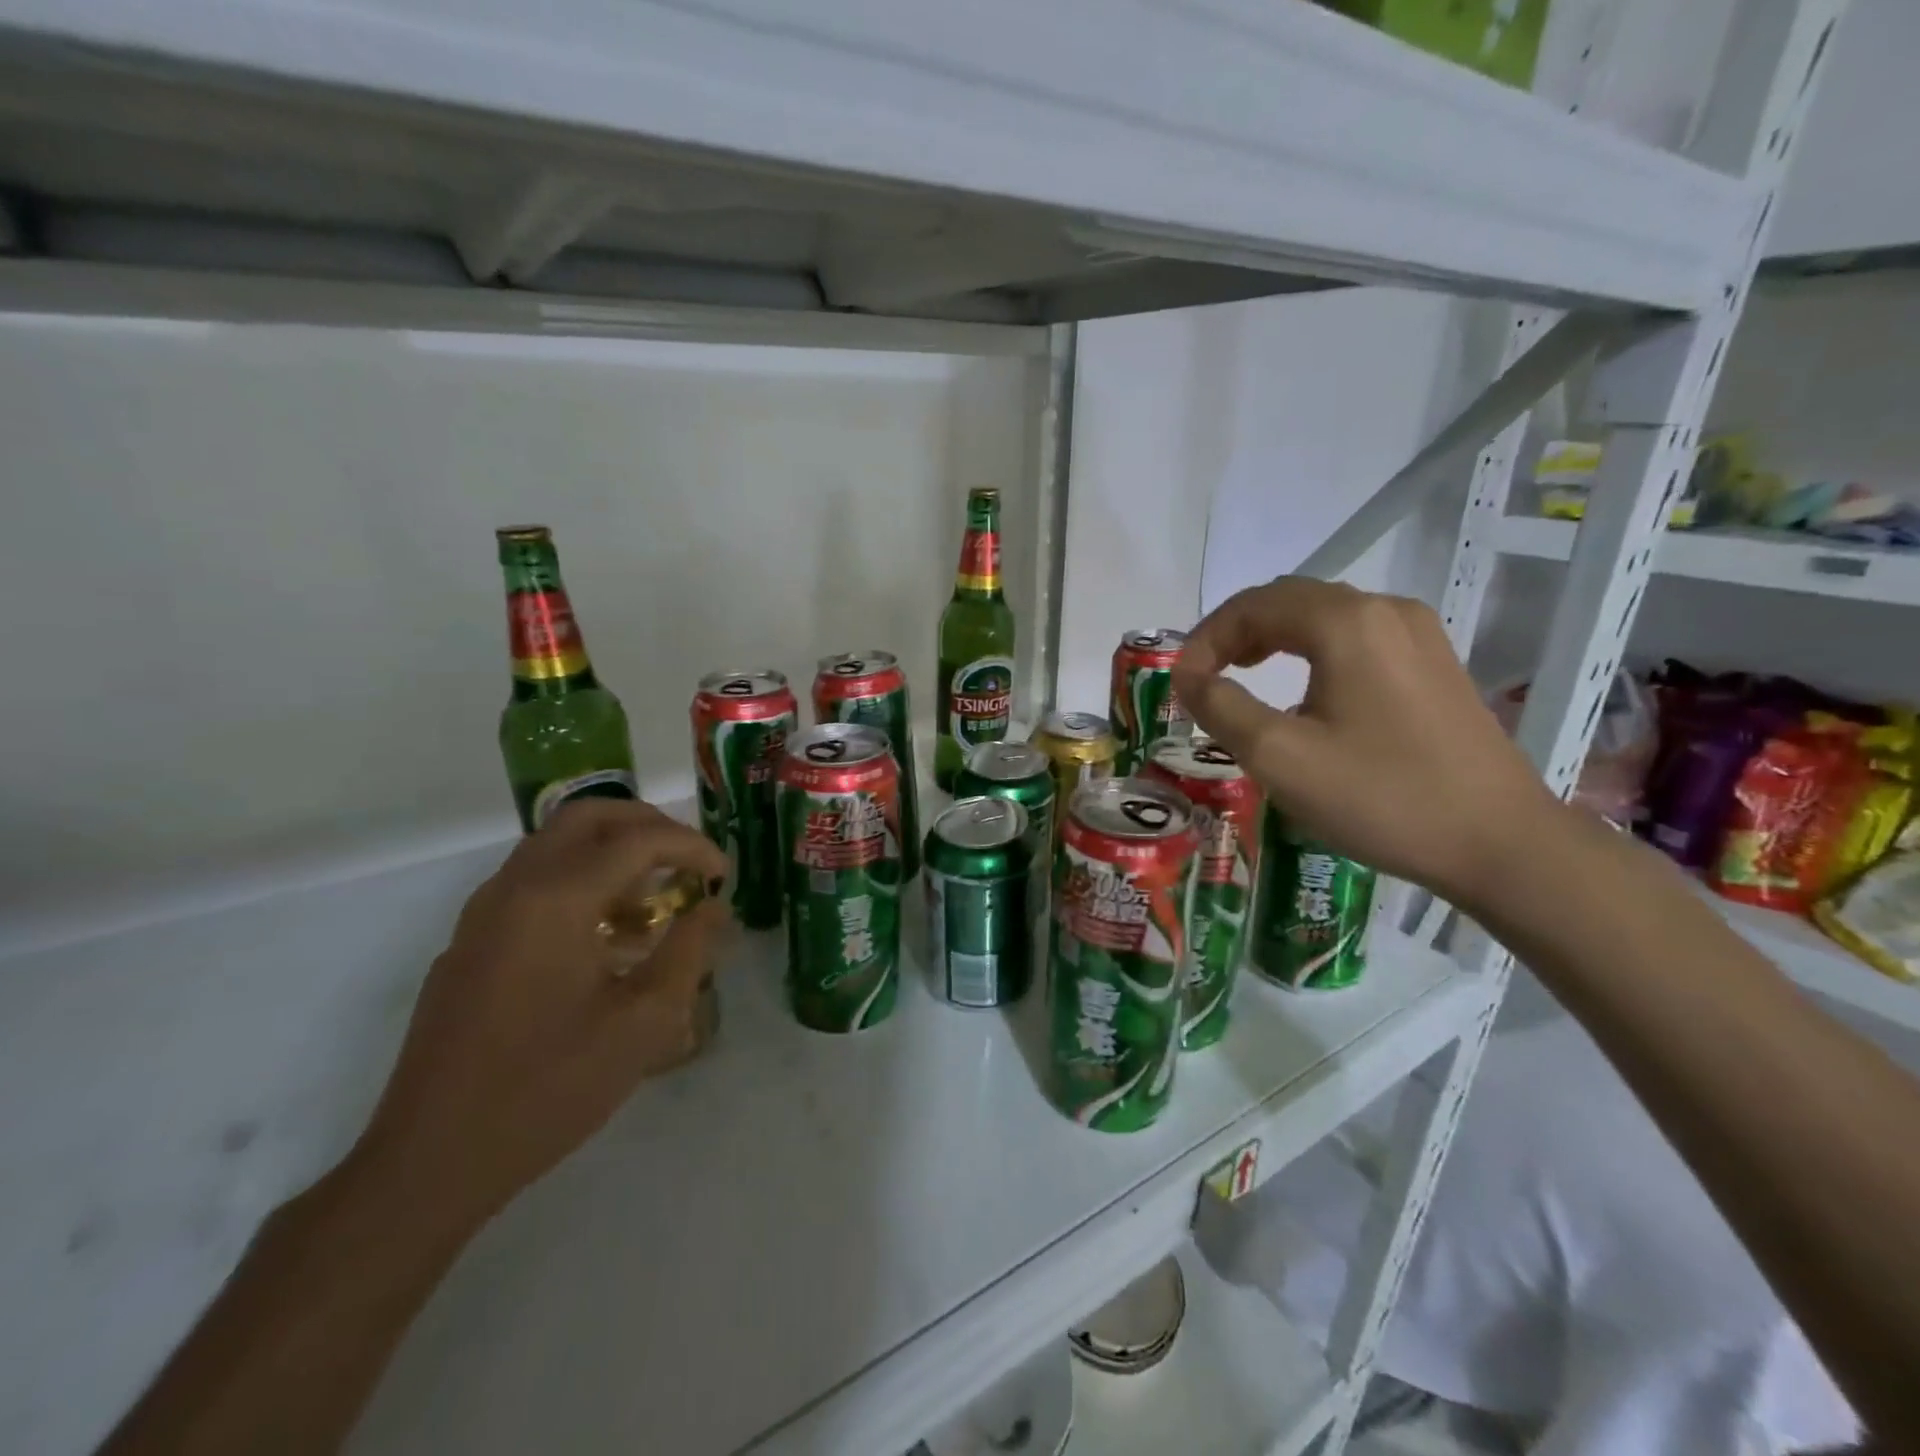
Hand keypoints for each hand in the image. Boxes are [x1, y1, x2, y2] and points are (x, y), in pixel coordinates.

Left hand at [351, 800, 730, 1230]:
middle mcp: (514, 888)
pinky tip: (605, 937)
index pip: (638, 840)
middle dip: (648, 825)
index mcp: (557, 900)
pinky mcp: (469, 943)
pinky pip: (532, 882)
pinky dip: (580, 880)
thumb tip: (712, 909)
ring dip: (612, 851)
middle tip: (687, 860)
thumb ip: (688, 952)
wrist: (431, 1161)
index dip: (692, 848)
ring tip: (655, 897)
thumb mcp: (644, 1023)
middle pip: (588, 816)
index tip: (723, 876)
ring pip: (555, 844)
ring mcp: (483, 914)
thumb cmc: (549, 1088)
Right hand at [1172, 577, 1564, 909]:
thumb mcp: (1279, 757)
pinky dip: (1310, 650)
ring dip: (1272, 638)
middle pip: (1288, 600)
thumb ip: (1221, 707)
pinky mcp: (1434, 663)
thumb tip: (1187, 676)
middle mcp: (1385, 610)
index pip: (1253, 605)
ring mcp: (1418, 634)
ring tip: (1241, 676)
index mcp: (1346, 622)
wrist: (1500, 843)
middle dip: (1235, 632)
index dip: (1205, 638)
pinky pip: (1355, 637)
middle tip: (1203, 677)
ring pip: (1323, 616)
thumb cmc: (1380, 796)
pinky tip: (1302, 691)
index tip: (1180, 683)